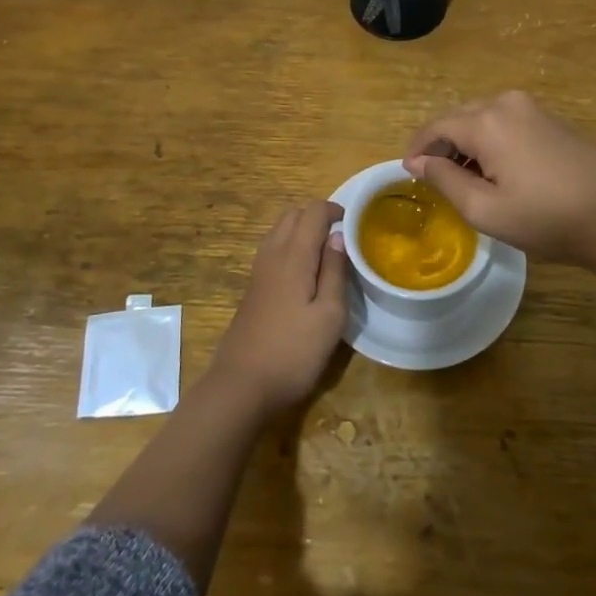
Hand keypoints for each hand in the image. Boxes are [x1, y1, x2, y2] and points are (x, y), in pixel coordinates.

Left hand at [209, 200, 347, 413]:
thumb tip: (338, 237)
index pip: (313, 211)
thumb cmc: (294, 351)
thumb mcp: (329, 315)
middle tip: (341, 239)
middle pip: (292, 214)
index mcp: (294, 255)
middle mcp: (273, 254)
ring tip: (325, 255)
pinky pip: (273, 250)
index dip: (334, 210)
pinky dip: (290, 247)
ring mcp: (258, 271)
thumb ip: (335, 271)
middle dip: (317, 216)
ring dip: (302, 231)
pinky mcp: (253, 288)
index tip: (354, 226)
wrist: (242, 385)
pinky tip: (305, 276)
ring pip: (279, 231)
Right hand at [403, 90, 595, 265]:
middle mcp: (506, 104)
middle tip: (435, 179)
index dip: (417, 150)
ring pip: (482, 119)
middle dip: (441, 145)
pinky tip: (497, 171)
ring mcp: (532, 108)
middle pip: (458, 118)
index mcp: (486, 122)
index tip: (408, 173)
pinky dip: (490, 141)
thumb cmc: (547, 217)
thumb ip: (445, 181)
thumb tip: (420, 163)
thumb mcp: (485, 210)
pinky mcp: (551, 119)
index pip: (436, 127)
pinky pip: (505, 123)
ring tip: (465, 179)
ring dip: (466, 143)